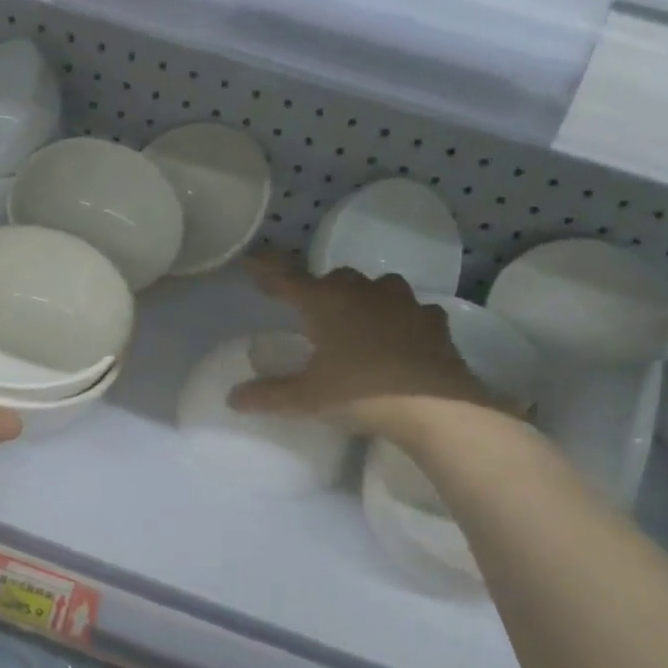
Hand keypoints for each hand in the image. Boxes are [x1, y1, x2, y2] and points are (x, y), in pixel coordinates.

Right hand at [229, 252, 500, 434]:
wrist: (434, 406)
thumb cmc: (360, 393)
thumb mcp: (306, 398)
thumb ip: (269, 395)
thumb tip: (232, 398)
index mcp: (325, 303)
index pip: (287, 278)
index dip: (268, 270)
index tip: (253, 262)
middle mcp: (362, 292)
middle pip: (334, 279)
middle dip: (320, 289)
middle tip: (310, 310)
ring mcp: (403, 303)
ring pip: (377, 287)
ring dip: (364, 297)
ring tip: (358, 318)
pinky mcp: (433, 322)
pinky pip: (413, 311)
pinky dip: (403, 319)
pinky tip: (402, 335)